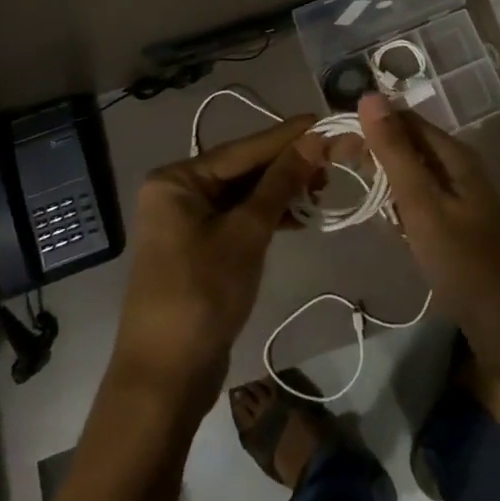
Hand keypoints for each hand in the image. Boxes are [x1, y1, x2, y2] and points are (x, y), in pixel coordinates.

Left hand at [110, 115, 326, 402]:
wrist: (165, 380)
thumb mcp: (247, 233)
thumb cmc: (203, 294)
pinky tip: (300, 216)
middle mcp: (178, 191)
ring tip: (323, 187)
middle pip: (244, 168)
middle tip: (334, 158)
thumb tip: (316, 138)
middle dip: (288, 165)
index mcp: (178, 179)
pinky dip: (268, 216)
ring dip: (282, 191)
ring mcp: (187, 221)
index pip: (243, 148)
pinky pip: (239, 218)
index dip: (288, 136)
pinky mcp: (199, 247)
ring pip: (244, 194)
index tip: (325, 119)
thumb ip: (281, 182)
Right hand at [357, 94, 499, 341]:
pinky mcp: (459, 231)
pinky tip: (385, 226)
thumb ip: (395, 152)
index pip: (403, 120)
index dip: (368, 125)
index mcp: (454, 156)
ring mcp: (461, 202)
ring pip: (413, 179)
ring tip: (350, 193)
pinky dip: (400, 210)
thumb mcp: (423, 204)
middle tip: (333, 168)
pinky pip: (421, 207)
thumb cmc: (467, 262)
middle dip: (372, 154)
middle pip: (408, 147)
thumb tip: (369, 96)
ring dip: (384, 183)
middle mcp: (458, 170)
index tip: (331, 142)